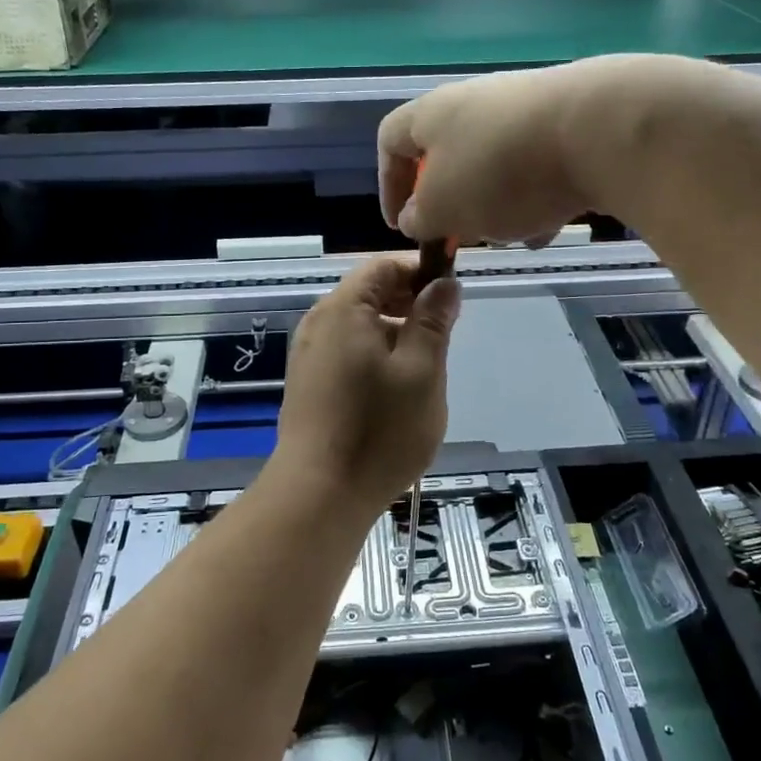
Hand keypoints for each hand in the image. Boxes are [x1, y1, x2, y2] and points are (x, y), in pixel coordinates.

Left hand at [273, 254, 460, 512]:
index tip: (452, 297)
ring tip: (424, 368)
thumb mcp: (421, 370)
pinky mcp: (309, 382)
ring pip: (361, 325)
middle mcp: (319, 322)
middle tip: (443, 336)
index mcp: (344, 308)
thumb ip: (433, 320)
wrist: (320, 493)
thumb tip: (444, 282)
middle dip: (410, 304)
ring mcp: (309, 354)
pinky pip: (347, 351)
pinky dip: (376, 356)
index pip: (384, 266)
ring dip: (396, 333)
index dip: (421, 272)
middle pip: (370, 293)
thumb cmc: (379, 429)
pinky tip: (394, 390)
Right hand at [377, 56, 662, 244]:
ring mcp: (526, 108)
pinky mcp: (569, 122)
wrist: (599, 131)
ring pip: (496, 165)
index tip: (400, 224)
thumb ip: (420, 217)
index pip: (391, 140)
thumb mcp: (442, 208)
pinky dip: (537, 197)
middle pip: (449, 155)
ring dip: (497, 205)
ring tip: (513, 234)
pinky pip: (539, 166)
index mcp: (432, 114)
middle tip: (462, 235)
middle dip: (454, 202)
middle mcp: (476, 102)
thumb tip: (416, 216)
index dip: (388, 185)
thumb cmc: (500, 171)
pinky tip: (551, 225)